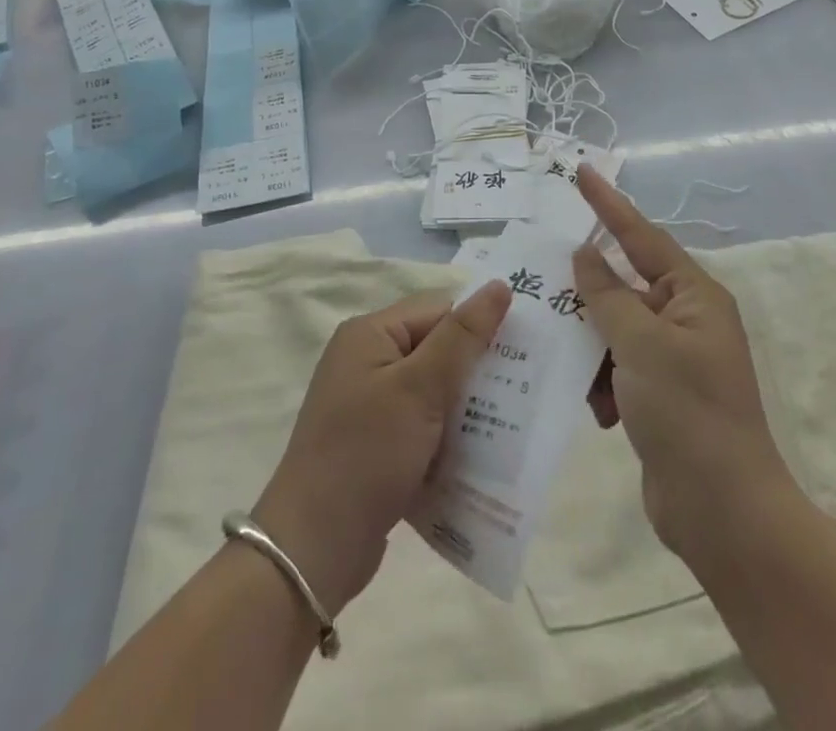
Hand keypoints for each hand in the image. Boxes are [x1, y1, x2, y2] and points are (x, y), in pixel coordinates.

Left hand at [252, 283, 511, 612]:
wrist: (313, 550)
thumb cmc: (366, 454)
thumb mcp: (419, 388)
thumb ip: (462, 337)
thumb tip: (500, 286)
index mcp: (369, 334)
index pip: (438, 310)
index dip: (478, 326)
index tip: (522, 352)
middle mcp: (366, 360)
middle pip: (436, 348)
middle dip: (475, 370)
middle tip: (522, 391)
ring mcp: (368, 404)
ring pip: (433, 390)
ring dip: (465, 407)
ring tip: (508, 425)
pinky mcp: (375, 444)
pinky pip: (422, 425)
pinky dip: (447, 436)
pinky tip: (477, 456)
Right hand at [572, 166, 789, 554]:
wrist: (724, 514)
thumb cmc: (688, 413)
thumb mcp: (642, 345)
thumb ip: (607, 295)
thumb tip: (585, 254)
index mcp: (694, 296)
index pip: (641, 235)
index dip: (609, 203)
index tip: (581, 171)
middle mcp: (686, 319)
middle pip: (624, 287)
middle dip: (589, 296)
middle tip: (545, 284)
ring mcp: (674, 359)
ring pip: (614, 330)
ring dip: (592, 349)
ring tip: (575, 370)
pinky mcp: (660, 395)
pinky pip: (617, 367)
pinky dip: (602, 383)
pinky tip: (598, 411)